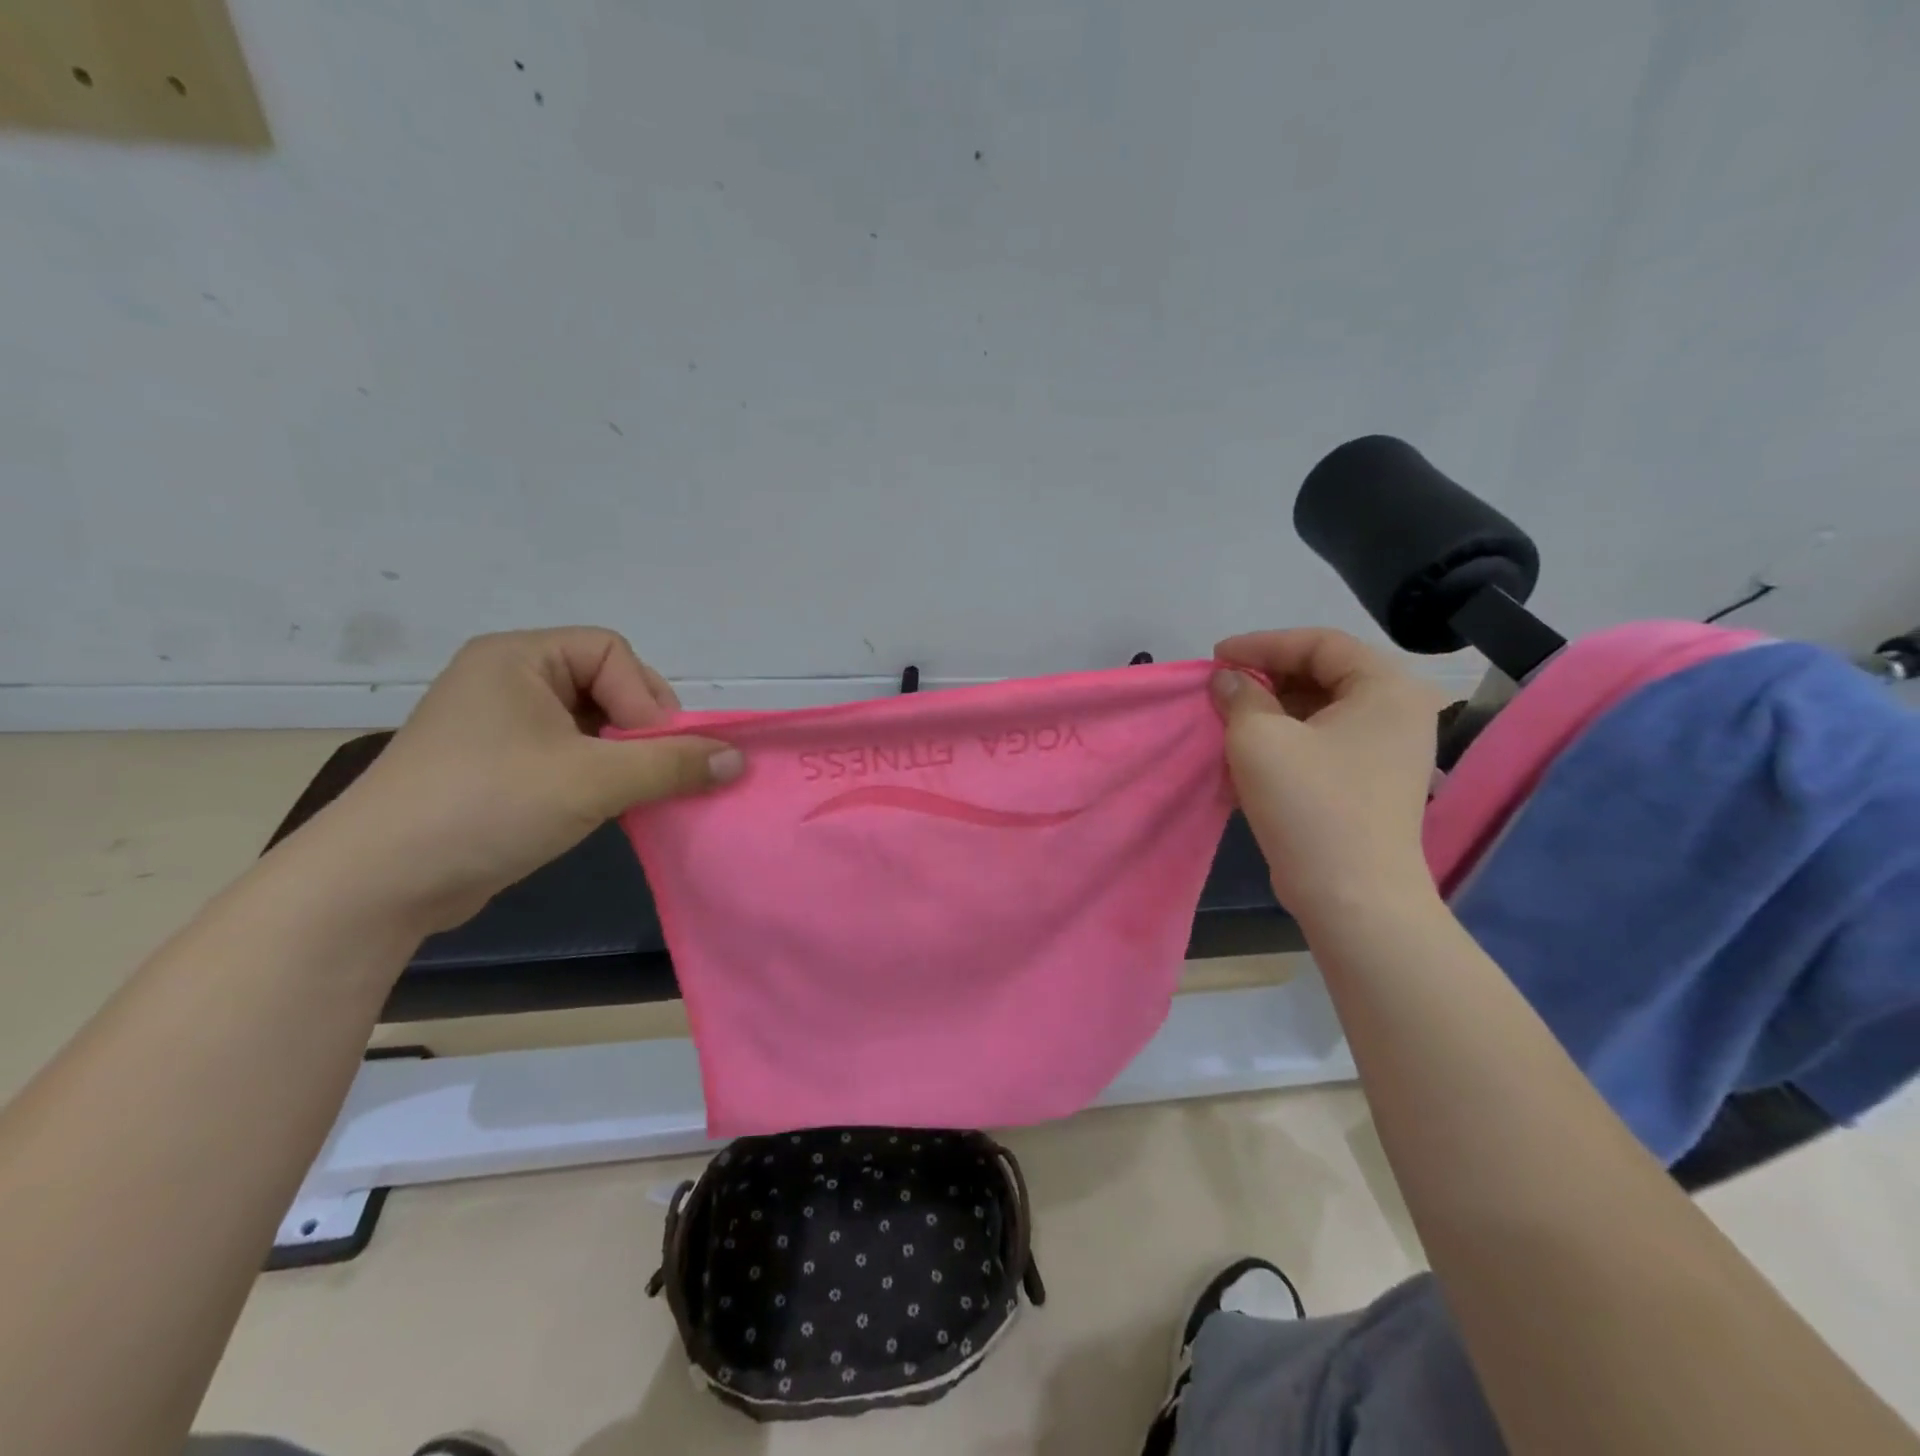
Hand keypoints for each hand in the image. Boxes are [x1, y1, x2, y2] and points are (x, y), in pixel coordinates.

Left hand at [294, 628, 742, 933]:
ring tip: (632, 793)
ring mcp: (498, 725)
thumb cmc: (487, 806)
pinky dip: (597, 775)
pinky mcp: (496, 767)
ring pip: (591, 724)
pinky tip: (603, 806)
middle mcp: (507, 679)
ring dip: (622, 757)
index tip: (655, 753)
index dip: (645, 699)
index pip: (612, 654)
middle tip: (653, 773)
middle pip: (606, 685)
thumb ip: (672, 764)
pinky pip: (568, 754)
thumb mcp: (592, 780)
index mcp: (518, 658)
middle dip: (639, 730)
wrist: (377, 885)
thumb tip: (738, 759)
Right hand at [1212, 629, 1441, 927]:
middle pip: (1323, 674)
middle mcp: (1398, 711)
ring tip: (1228, 719)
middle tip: (1222, 689)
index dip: (1262, 644)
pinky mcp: (1371, 781)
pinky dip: (1286, 738)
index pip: (1319, 644)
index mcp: (1386, 688)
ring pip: (1320, 710)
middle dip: (1266, 678)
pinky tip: (1249, 752)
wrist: (1351, 895)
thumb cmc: (1309, 804)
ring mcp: (1388, 750)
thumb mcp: (1260, 739)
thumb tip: (1228, 681)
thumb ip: (1239, 696)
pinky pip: (1324, 742)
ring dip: (1271, 710)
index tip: (1216, 658)